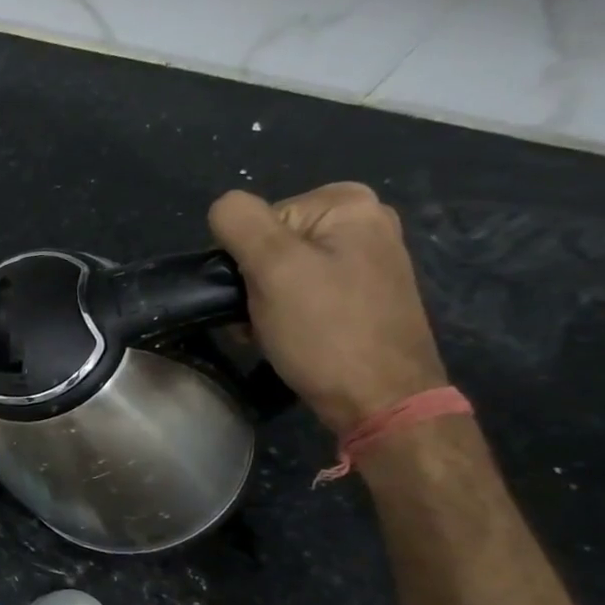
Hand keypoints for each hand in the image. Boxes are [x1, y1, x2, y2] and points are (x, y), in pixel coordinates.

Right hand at [208, 182, 447, 433]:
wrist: (380, 400)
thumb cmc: (325, 331)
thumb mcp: (272, 269)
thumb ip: (239, 222)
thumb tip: (223, 208)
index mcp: (347, 203)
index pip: (256, 219)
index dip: (244, 258)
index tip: (256, 293)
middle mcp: (365, 221)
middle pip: (270, 243)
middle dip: (253, 282)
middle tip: (259, 318)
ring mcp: (369, 260)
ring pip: (283, 271)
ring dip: (263, 303)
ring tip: (271, 332)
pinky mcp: (365, 295)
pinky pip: (305, 292)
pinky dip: (286, 314)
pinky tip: (290, 338)